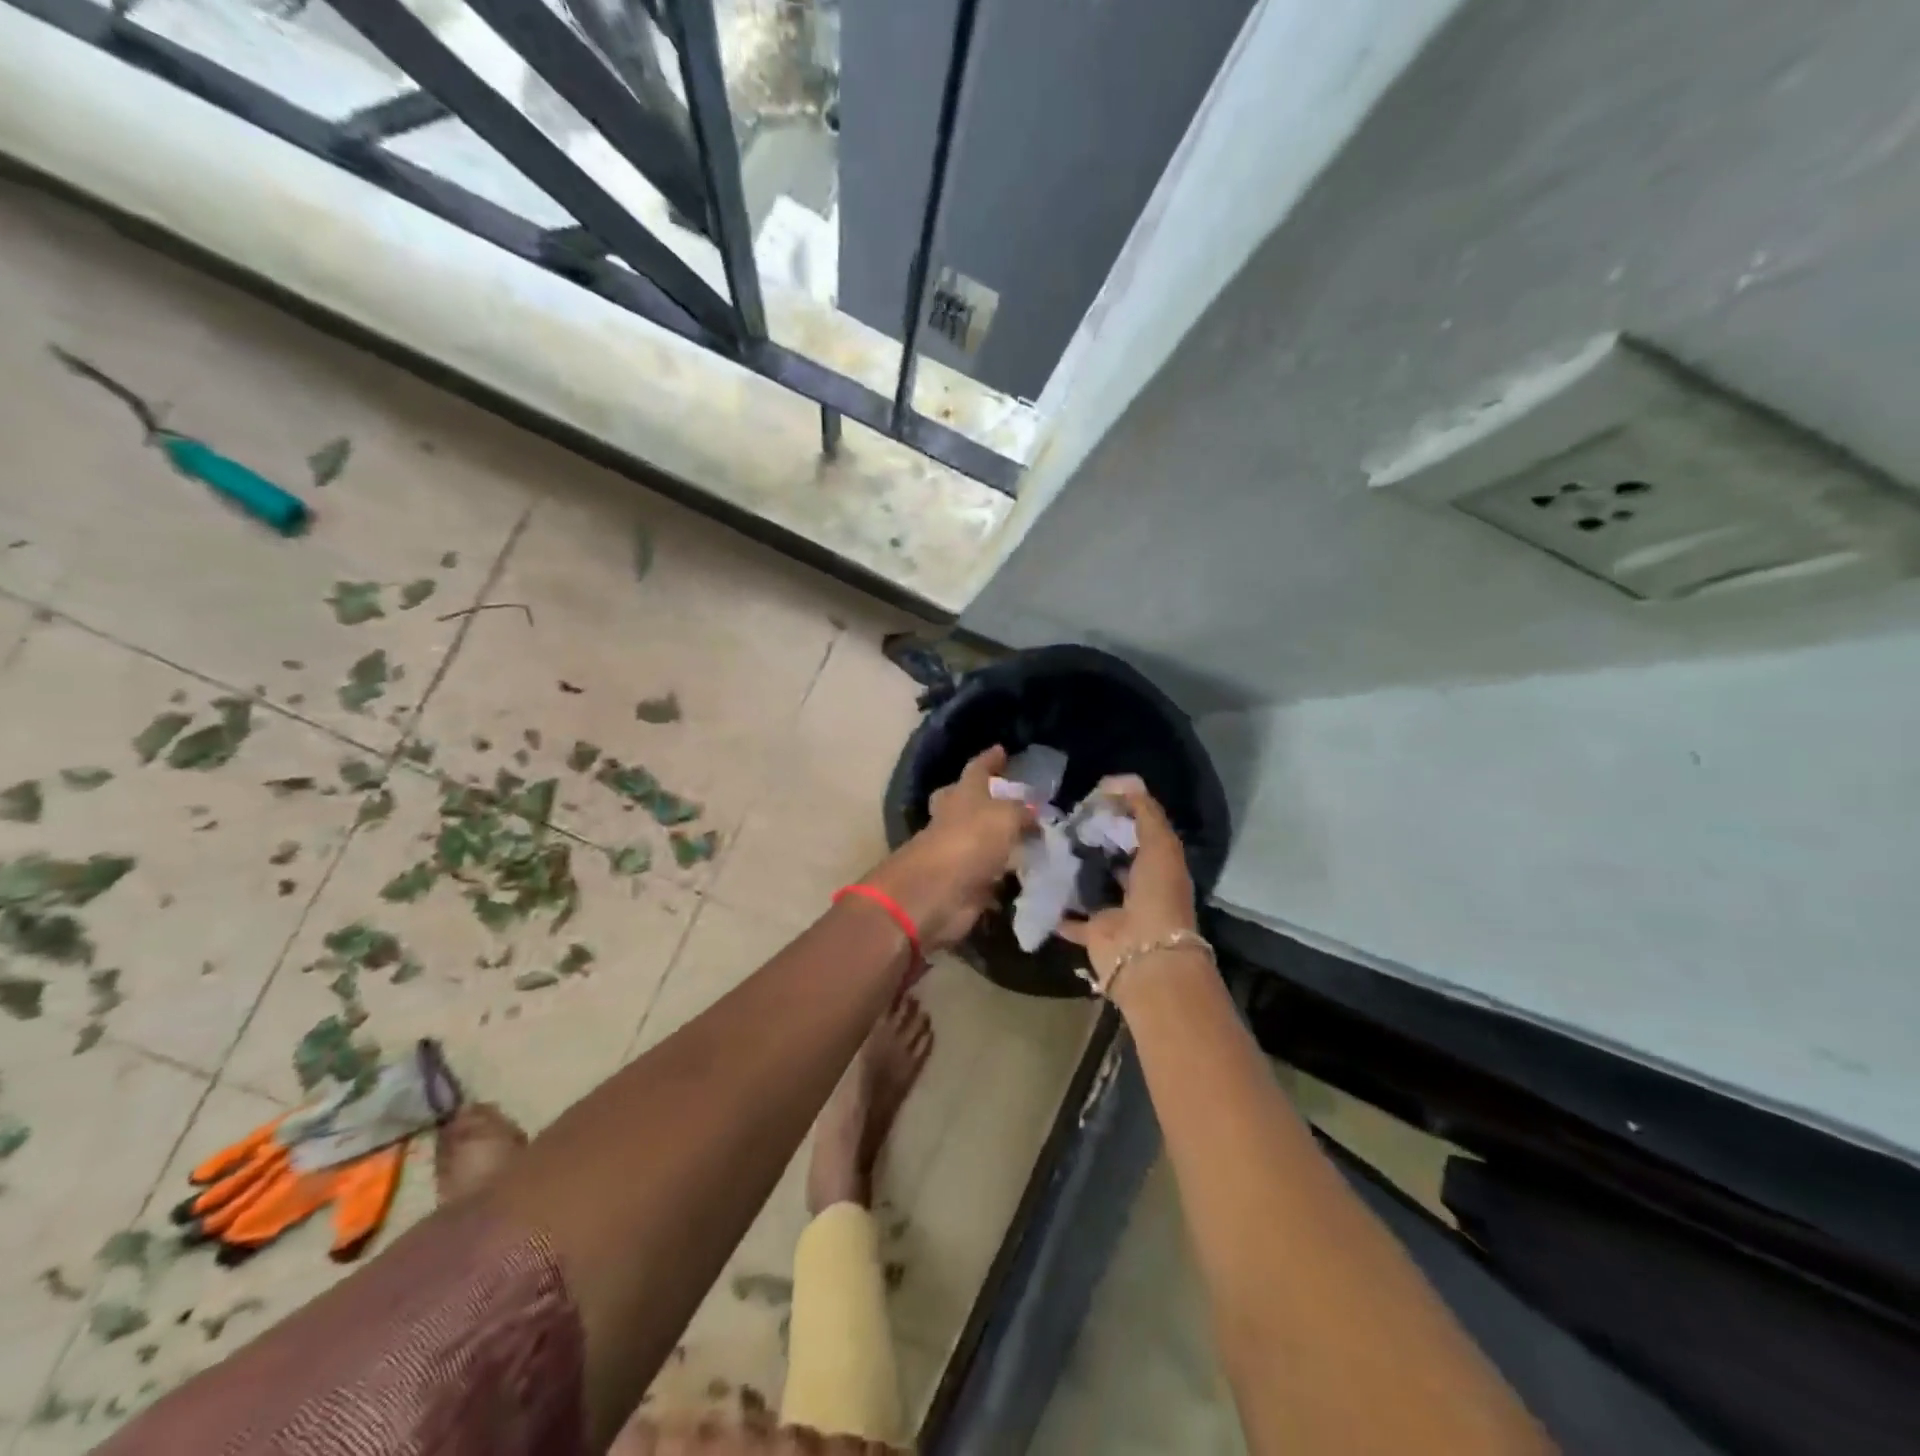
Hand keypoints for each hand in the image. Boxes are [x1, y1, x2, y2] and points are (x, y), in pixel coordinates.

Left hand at [865, 745, 1031, 952]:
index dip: (989, 759)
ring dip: (1001, 842)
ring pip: (981, 841)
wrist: (937, 892)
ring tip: (1034, 840)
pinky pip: (990, 876)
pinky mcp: (964, 885)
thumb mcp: (1006, 815)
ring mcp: (957, 853)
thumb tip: (1033, 814)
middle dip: (984, 800)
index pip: (977, 769)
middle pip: (967, 803)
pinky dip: (1006, 878)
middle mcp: (956, 820)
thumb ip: (1022, 811)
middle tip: (1009, 799)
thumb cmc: (969, 840)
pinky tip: (1028, 876)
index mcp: (962, 794)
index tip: (1001, 749)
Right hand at [1058, 776, 1201, 996]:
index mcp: (1160, 867)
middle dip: (1094, 840)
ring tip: (1047, 845)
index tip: (1093, 796)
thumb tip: (1124, 780)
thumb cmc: (1158, 896)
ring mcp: (1116, 912)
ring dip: (1075, 871)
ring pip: (1092, 886)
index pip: (1140, 833)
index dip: (1121, 814)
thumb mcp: (1160, 845)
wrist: (1145, 956)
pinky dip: (1057, 907)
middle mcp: (1139, 888)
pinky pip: (1070, 917)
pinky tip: (1037, 884)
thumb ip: (1145, 811)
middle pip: (1115, 859)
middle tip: (1064, 818)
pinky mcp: (1093, 932)